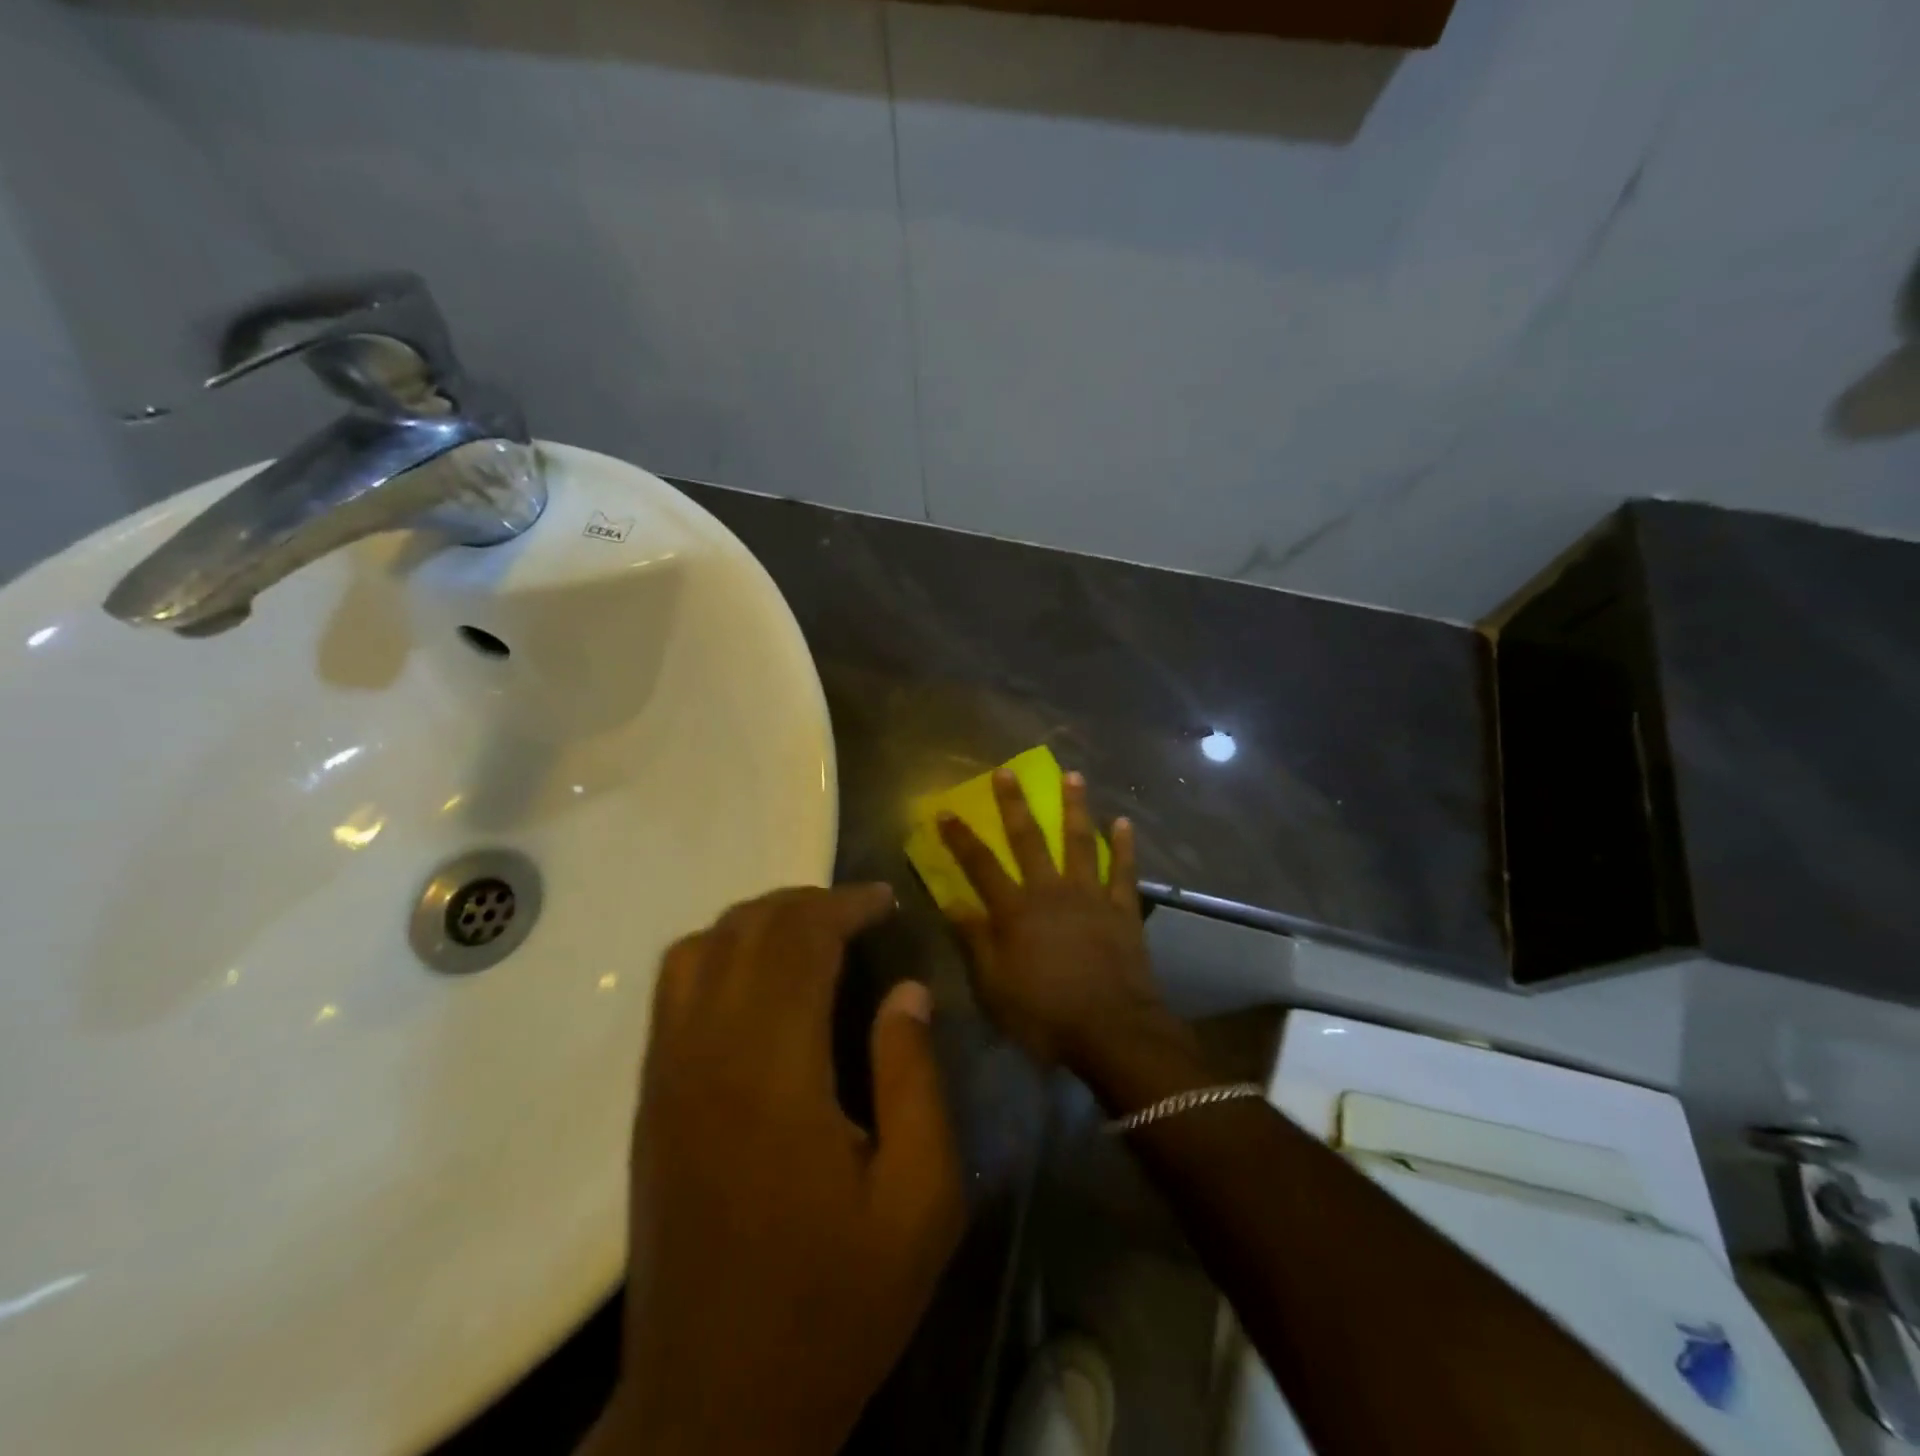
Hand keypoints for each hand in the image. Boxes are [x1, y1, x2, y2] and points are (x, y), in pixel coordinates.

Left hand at [589, 886, 964, 1455]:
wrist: (715, 1406)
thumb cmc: (833, 1305)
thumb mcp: (918, 1201)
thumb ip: (915, 1079)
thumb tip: (908, 991)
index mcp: (773, 1071)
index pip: (800, 941)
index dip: (845, 905)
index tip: (886, 900)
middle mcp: (707, 1052)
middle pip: (748, 930)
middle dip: (808, 903)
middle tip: (860, 913)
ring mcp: (667, 1073)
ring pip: (702, 946)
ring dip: (760, 922)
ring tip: (813, 934)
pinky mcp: (651, 1098)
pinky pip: (675, 987)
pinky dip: (720, 952)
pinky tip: (761, 980)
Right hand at [936, 769, 1170, 1072]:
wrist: (1112, 1031)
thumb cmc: (1045, 1014)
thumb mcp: (994, 986)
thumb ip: (974, 941)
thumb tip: (951, 903)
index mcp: (1015, 910)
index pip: (980, 866)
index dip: (961, 838)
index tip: (946, 811)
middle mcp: (1050, 891)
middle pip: (1029, 840)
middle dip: (1014, 804)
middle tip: (1007, 772)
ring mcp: (1090, 896)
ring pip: (1080, 842)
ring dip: (1075, 807)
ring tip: (1073, 776)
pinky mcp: (1122, 909)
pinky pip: (1124, 870)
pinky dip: (1124, 846)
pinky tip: (1124, 822)